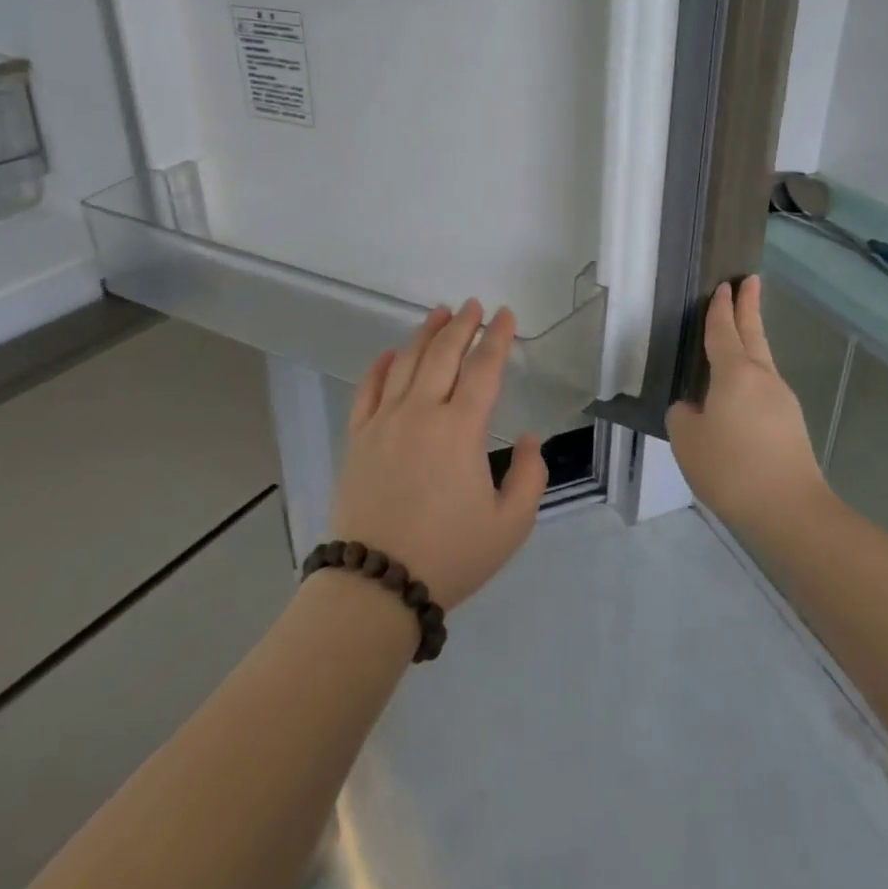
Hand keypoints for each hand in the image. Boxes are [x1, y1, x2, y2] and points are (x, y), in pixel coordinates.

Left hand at [330, 300, 548, 609]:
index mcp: (461, 428)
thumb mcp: (510, 524)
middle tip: (473, 305)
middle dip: (461, 325)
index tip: (505, 316)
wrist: (378, 583)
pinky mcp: (357, 437)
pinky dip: (382, 365)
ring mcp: (384, 421)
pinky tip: (392, 353)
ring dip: (424, 334)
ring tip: (438, 314)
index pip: (483, 368)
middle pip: (442, 354)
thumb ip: (530, 476)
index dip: (497, 338)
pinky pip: (368, 389)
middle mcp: (421, 412)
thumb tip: (529, 438)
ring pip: (406, 363)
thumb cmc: (450, 554)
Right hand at [666, 277, 830, 535]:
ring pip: (762, 361)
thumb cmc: (731, 467)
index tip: (724, 285)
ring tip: (738, 334)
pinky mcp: (790, 425)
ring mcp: (782, 401)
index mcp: (734, 374)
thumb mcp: (688, 439)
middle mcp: (762, 378)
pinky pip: (764, 388)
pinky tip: (737, 395)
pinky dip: (750, 377)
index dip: (720, 308)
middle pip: (754, 334)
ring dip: (751, 342)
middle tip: (749, 281)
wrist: (789, 510)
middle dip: (749, 307)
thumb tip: (696, 409)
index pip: (724, 331)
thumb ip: (684, 415)